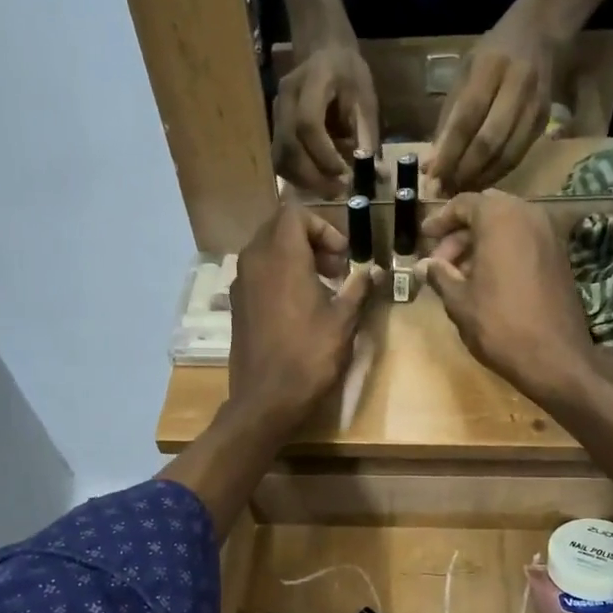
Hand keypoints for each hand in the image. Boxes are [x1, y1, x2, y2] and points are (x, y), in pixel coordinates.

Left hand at [229, 204, 377, 431]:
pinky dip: (279, 276)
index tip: (343, 257)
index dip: (323, 228)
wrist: (267, 399)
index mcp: (280, 256)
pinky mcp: (236, 305)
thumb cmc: (309, 356)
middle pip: (279, 228)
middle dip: (310, 240)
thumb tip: (375, 272)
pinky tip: (299, 307)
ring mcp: (240, 283)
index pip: (296, 213)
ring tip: (321, 288)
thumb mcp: (343, 321)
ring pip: (267, 250)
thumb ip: (359, 288)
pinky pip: (258, 274)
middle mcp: (254, 261)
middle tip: (336, 269)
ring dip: (295, 258)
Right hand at [271, 40, 379, 197]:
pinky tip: (316, 181)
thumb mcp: (365, 96)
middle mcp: (286, 97)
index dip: (324, 154)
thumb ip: (367, 134)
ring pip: (281, 158)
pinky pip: (281, 160)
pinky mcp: (274, 129)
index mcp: (312, 80)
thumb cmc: (348, 74)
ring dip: (303, 181)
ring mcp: (276, 114)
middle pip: (289, 146)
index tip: (344, 173)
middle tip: (337, 192)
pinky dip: (298, 177)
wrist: (323, 52)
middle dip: (313, 176)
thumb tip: (377, 174)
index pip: (308, 123)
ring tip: (328, 190)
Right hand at [420, 191, 591, 403]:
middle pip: (487, 210)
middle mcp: (528, 215)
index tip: (424, 237)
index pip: (464, 203)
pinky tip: (486, 280)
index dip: (440, 220)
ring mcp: (548, 234)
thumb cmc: (498, 323)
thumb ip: (439, 275)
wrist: (554, 355)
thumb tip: (423, 265)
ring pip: (507, 225)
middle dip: (461, 232)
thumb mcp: (459, 300)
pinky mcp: (559, 255)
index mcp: (499, 218)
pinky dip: (502, 250)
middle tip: (440, 260)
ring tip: (459, 274)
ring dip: (481, 242)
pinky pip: (524, 240)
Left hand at [427, 8, 555, 192]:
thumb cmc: (493, 53)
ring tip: (459, 191)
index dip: (449, 152)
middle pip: (488, 142)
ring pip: (506, 155)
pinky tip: (480, 181)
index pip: (466, 118)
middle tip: (445, 190)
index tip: (432, 177)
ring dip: (480, 178)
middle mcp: (517, 85)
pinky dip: (497, 174)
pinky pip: (518, 156)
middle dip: (464, 171)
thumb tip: (431, 163)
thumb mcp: (465, 72)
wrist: (542, 30)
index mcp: (490, 67)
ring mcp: (535, 105)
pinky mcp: (544, 121)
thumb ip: (448, 117)